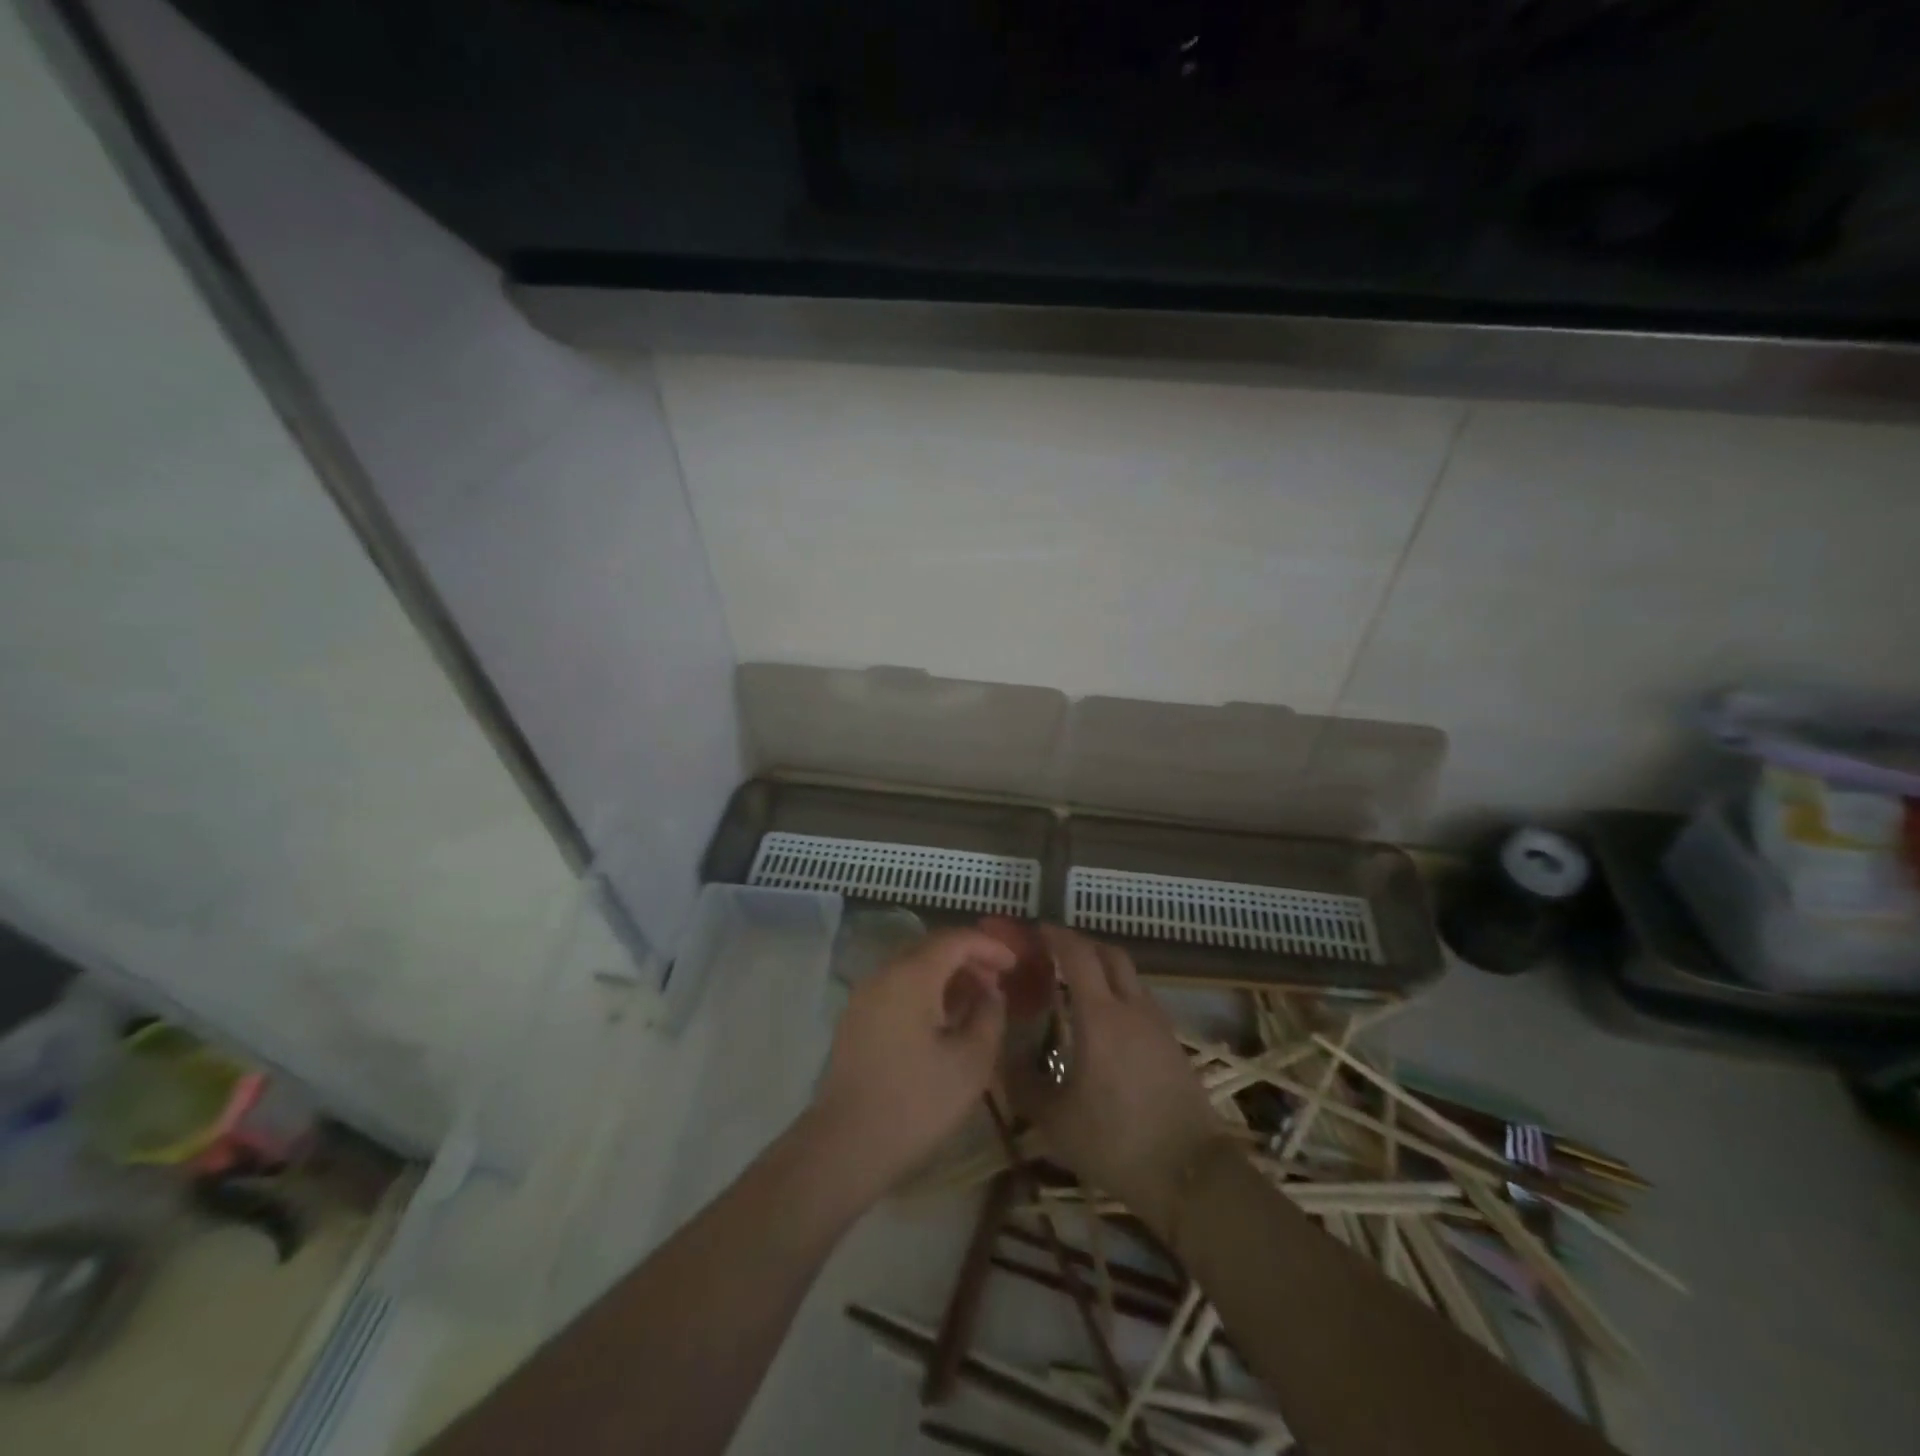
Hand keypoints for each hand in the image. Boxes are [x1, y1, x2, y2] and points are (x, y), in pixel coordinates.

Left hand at [808, 927, 1016, 1200]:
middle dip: (969, 959)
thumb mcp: (971, 1062)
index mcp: (911, 976)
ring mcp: (865, 996)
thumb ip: (989, 1016)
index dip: (989, 946)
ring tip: (976, 1003)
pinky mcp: (856, 1019)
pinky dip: (926, 992)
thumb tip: (991, 993)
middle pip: (932, 948)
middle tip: (998, 983)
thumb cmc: (916, 1102)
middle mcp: (884, 974)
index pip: (955, 939)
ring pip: (913, 968)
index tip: (1014, 964)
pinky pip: (897, 988)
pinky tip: (944, 1021)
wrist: (846, 1145)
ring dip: (947, 976)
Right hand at [1007, 926, 1231, 1235]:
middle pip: (1109, 954)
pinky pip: (1141, 999)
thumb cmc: (1116, 1142)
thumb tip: (1002, 1058)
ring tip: (1077, 987)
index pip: (1077, 954)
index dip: (1055, 936)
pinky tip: (1106, 1022)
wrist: (1192, 1174)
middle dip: (1080, 945)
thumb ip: (1024, 1084)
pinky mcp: (1173, 1043)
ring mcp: (1158, 1023)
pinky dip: (1119, 993)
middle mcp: (1131, 1007)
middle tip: (1054, 955)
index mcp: (1100, 1016)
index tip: (1034, 931)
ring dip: (1103, 969)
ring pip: (1129, 976)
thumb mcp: (1056, 1120)